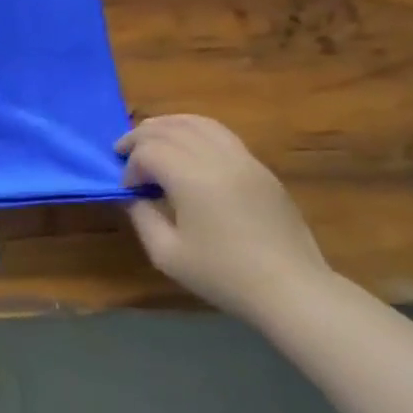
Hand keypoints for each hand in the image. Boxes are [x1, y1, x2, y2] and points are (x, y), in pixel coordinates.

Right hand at [116, 116, 332, 321]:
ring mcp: (245, 160)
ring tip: (148, 138)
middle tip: (122, 152)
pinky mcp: (260, 169)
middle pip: (171, 129)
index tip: (127, 191)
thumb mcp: (166, 253)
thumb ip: (142, 216)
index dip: (130, 167)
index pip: (149, 152)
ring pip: (199, 123)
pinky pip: (222, 134)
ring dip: (167, 126)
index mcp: (193, 179)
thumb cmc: (222, 274)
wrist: (290, 288)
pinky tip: (184, 147)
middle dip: (140, 137)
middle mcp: (219, 159)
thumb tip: (132, 195)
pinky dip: (194, 131)